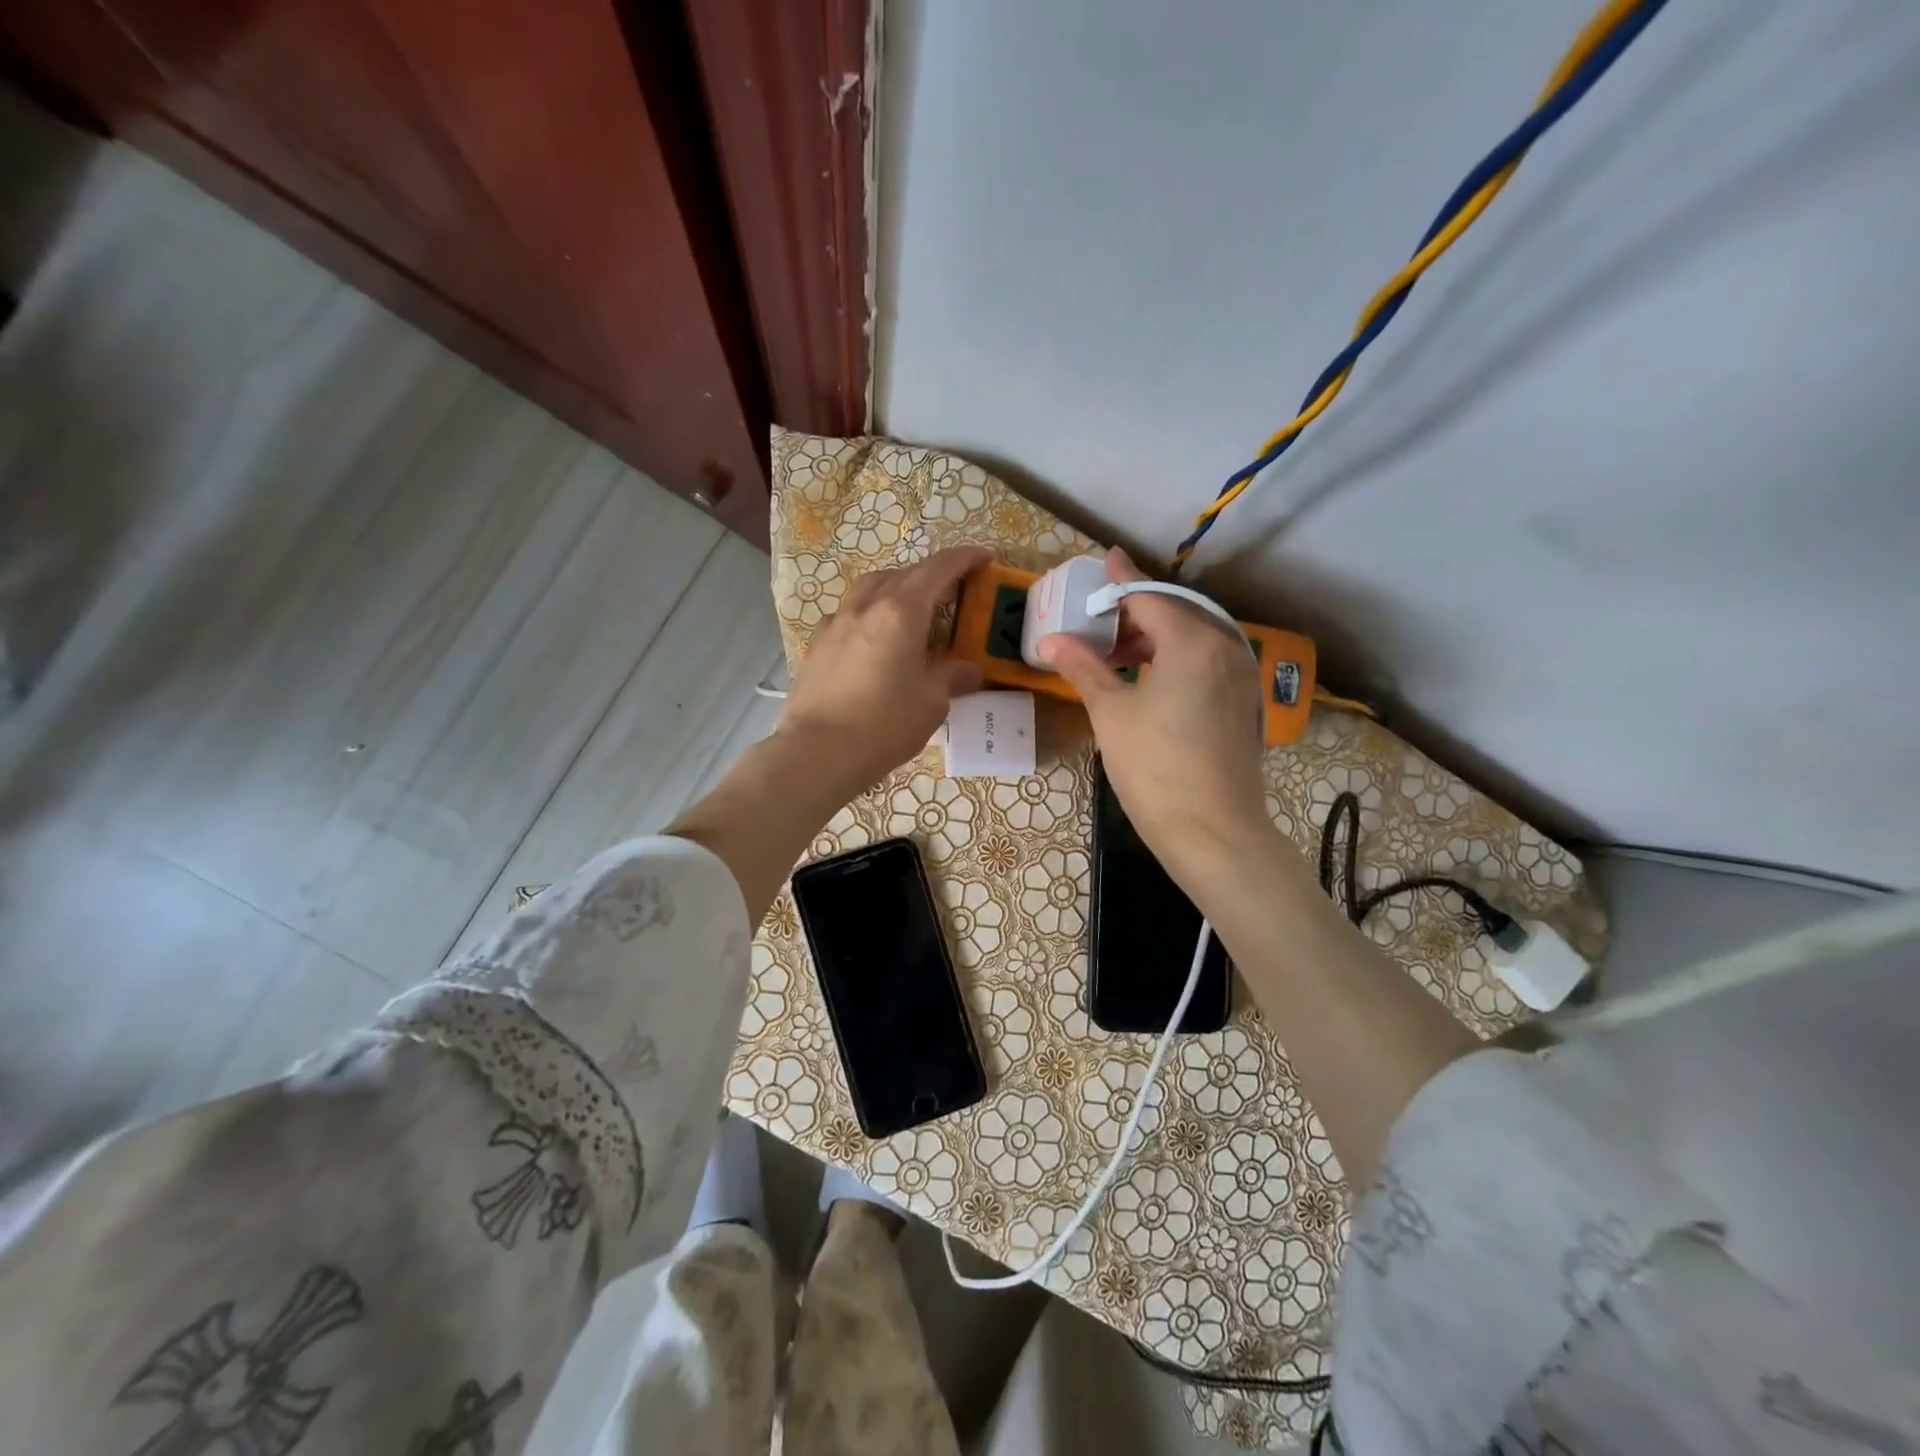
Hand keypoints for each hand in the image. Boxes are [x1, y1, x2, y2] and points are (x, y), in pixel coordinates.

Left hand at [780, 545, 990, 799]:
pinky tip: (875, 642)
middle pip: (902, 574)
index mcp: (901, 612)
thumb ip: (951, 677)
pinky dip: (869, 616)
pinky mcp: (816, 645)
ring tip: (911, 613)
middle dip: (930, 576)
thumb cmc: (883, 725)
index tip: (983, 557)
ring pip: (870, 589)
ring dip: (895, 590)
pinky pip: (849, 615)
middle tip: (950, 594)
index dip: (964, 558)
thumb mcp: (931, 703)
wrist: (816, 753)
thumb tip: (968, 669)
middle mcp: (866, 607)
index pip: (938, 569)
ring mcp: (835, 623)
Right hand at [1038, 548, 1272, 887]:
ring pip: (1193, 638)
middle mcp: (1226, 647)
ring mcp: (1241, 676)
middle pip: (1175, 612)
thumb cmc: (1155, 767)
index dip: (1120, 580)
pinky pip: (1206, 661)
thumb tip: (1052, 640)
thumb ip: (1084, 668)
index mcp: (1193, 641)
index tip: (1102, 560)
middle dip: (1136, 611)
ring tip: (1116, 651)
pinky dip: (1176, 658)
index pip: (1149, 596)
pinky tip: (1149, 676)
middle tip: (1098, 618)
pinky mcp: (1243, 703)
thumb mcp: (1111, 713)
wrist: (1213, 832)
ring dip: (1155, 636)